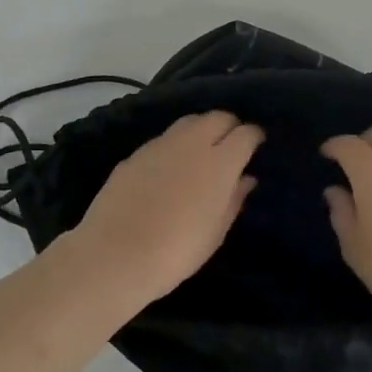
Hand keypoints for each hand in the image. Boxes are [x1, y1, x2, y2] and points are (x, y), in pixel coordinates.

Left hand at [67, 112, 264, 298]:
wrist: (115, 255)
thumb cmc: (177, 251)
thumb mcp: (216, 231)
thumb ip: (234, 198)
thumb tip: (246, 178)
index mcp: (220, 162)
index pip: (246, 133)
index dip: (254, 138)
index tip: (256, 148)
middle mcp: (192, 143)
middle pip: (218, 117)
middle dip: (229, 127)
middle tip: (231, 148)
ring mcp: (161, 144)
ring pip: (190, 121)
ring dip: (202, 130)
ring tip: (202, 153)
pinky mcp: (136, 153)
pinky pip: (165, 139)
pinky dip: (176, 145)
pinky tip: (171, 167)